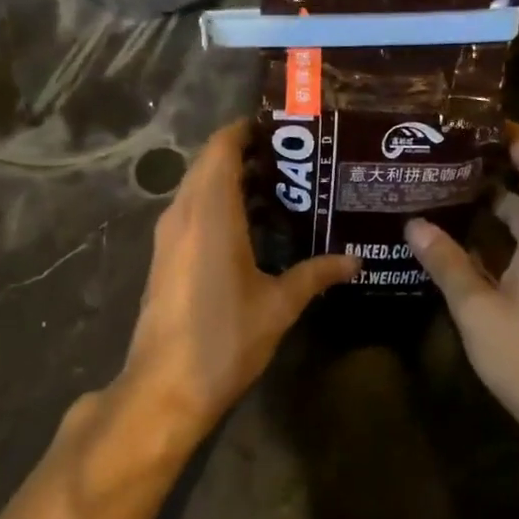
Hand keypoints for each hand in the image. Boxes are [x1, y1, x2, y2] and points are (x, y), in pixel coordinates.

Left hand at [115, 121, 355, 430]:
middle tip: (293, 160)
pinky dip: (218, 205)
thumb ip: (316, 275)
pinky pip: (191, 212)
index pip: (221, 147)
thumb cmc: (224, 339)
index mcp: (210, 213)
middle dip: (246, 154)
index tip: (282, 129)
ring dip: (231, 181)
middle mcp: (183, 214)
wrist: (164, 388)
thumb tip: (355, 261)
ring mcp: (168, 236)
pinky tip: (252, 227)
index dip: (246, 130)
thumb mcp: (278, 305)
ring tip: (281, 189)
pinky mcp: (164, 258)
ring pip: (197, 188)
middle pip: (209, 164)